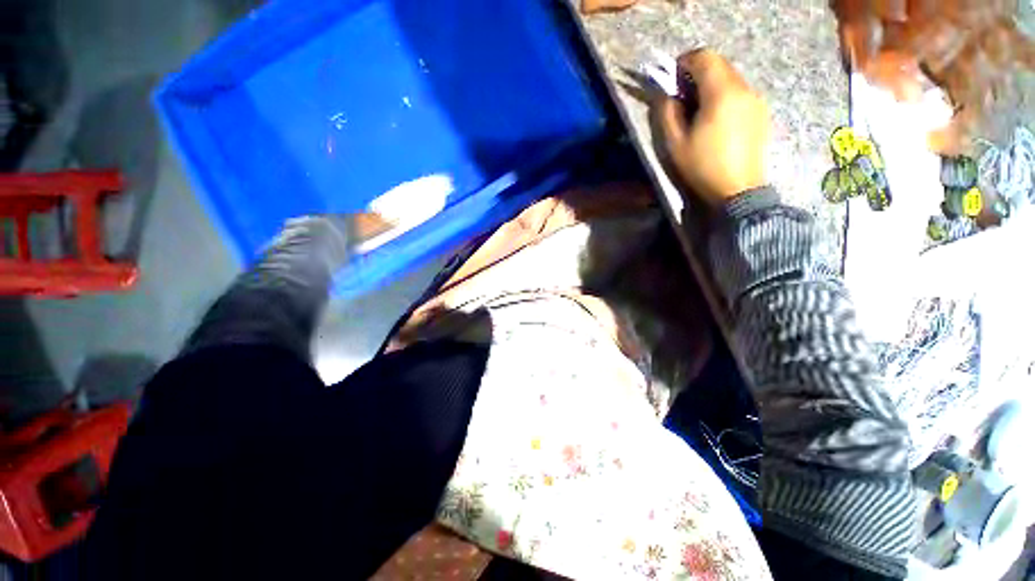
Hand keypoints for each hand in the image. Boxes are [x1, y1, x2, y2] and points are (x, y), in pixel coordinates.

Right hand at [656, 50, 770, 204]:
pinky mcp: (761, 112)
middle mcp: (743, 88)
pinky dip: (724, 97)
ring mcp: (756, 100)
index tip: (671, 79)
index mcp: (722, 92)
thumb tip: (666, 94)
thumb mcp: (675, 143)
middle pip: (719, 64)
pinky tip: (715, 121)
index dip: (684, 62)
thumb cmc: (702, 167)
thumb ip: (667, 112)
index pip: (704, 56)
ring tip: (697, 112)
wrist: (738, 190)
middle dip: (696, 74)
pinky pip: (739, 93)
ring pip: (730, 78)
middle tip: (681, 97)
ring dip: (710, 86)